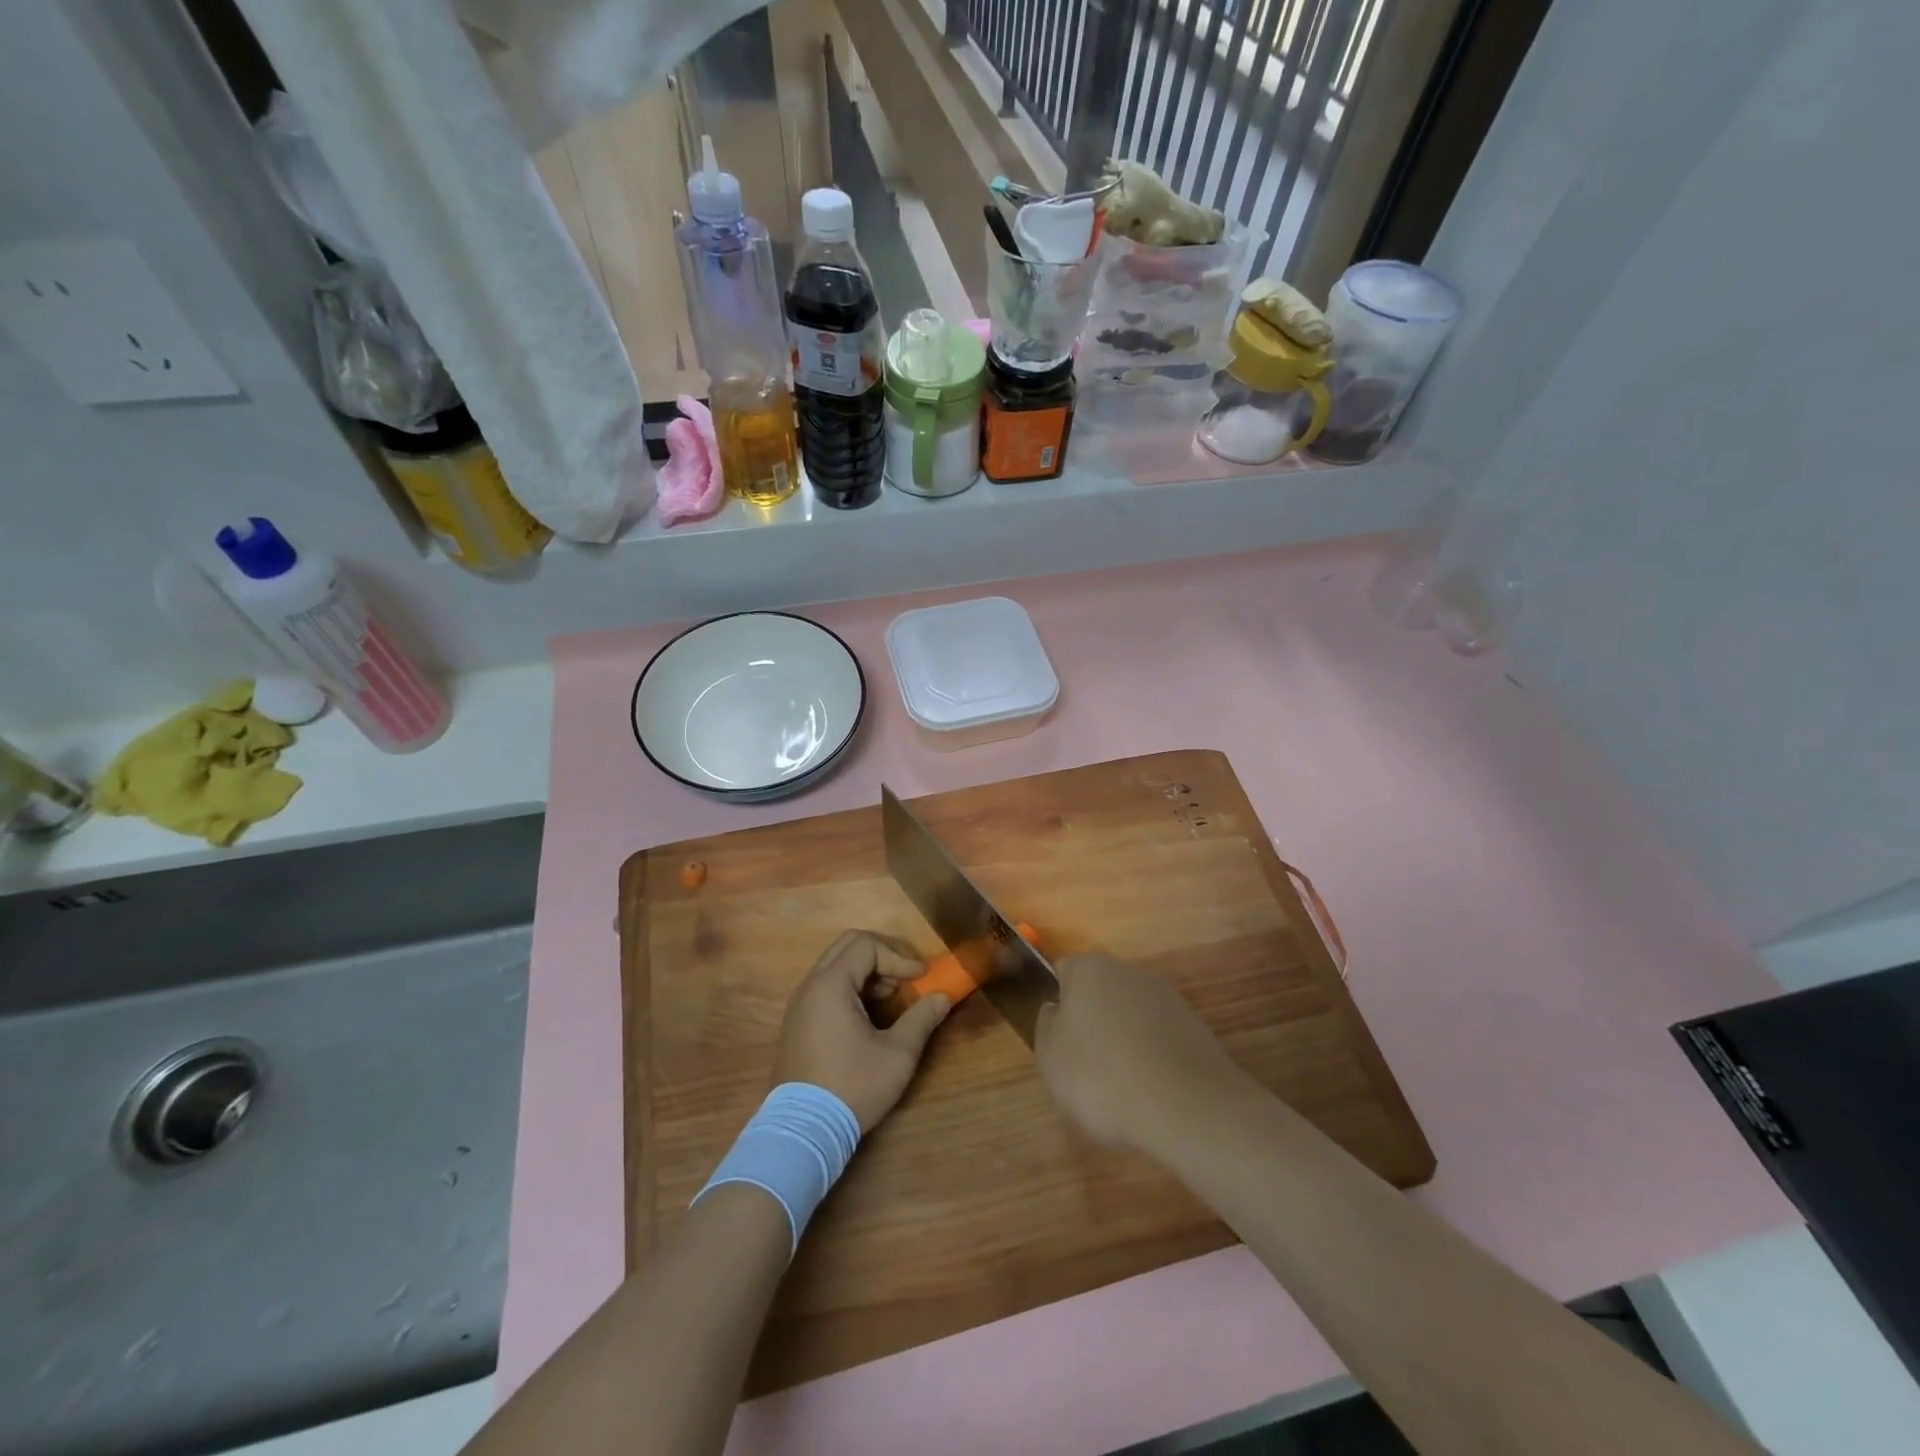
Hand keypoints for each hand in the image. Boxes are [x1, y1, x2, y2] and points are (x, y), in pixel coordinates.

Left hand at [773, 930, 951, 1131]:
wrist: (802, 1132)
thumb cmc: (852, 1087)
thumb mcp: (897, 1054)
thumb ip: (922, 1018)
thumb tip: (943, 997)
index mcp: (831, 984)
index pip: (867, 945)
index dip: (899, 956)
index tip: (921, 978)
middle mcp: (810, 985)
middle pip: (848, 946)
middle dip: (883, 955)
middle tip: (907, 977)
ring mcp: (800, 1004)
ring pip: (836, 965)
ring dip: (868, 972)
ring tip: (892, 997)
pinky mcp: (797, 1022)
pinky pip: (826, 986)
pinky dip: (851, 987)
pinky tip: (870, 1015)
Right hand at [1034, 953, 1249, 1154]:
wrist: (1187, 1107)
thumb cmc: (1103, 1077)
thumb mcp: (1050, 1057)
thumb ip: (1046, 1025)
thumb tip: (1056, 1011)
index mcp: (1089, 968)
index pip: (1062, 973)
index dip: (1056, 1007)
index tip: (1057, 1043)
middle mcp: (1128, 970)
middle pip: (1099, 993)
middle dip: (1091, 1023)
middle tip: (1084, 1069)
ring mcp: (1166, 996)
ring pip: (1130, 1015)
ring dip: (1122, 1041)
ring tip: (1120, 1087)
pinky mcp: (1194, 1025)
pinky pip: (1158, 1037)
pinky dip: (1150, 1057)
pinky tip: (1150, 1090)